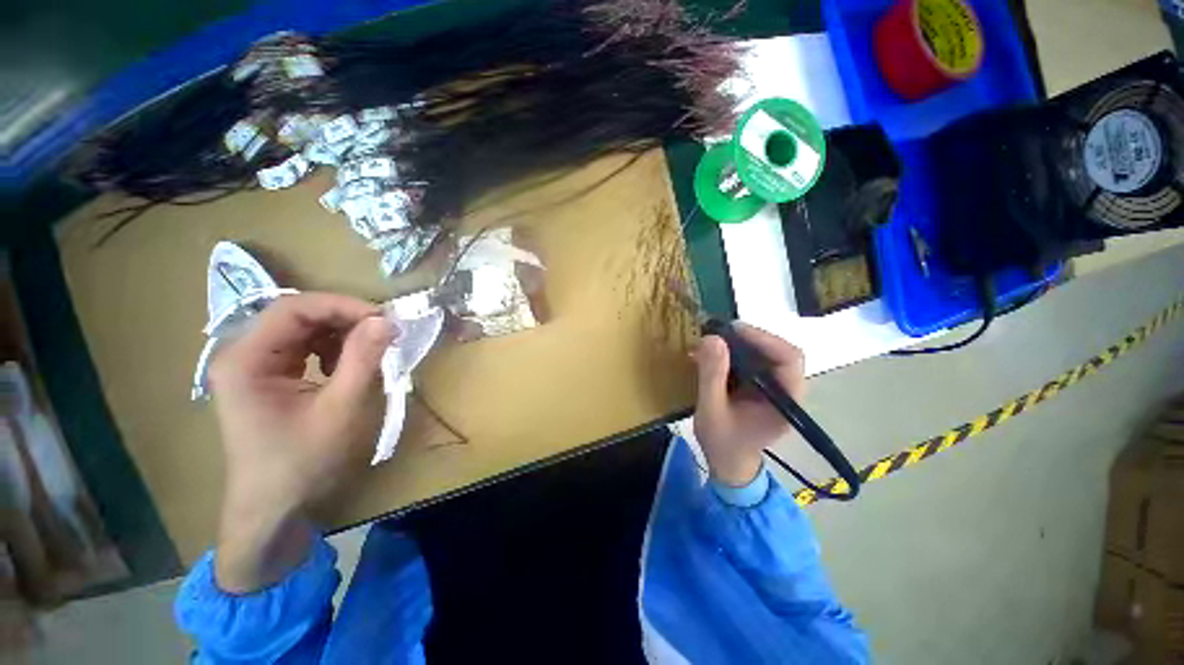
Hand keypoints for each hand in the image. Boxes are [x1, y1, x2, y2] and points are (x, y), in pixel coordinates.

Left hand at [208, 293, 393, 591]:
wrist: (275, 511)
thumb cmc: (304, 462)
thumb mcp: (341, 408)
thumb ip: (363, 359)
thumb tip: (387, 321)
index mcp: (246, 359)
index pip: (294, 308)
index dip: (342, 306)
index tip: (384, 320)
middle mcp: (241, 355)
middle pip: (297, 316)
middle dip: (345, 321)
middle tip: (384, 334)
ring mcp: (252, 368)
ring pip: (302, 331)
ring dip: (340, 336)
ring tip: (368, 354)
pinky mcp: (266, 379)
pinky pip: (302, 349)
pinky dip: (331, 352)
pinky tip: (346, 370)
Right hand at [692, 323, 805, 486]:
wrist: (727, 463)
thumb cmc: (722, 443)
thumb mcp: (711, 410)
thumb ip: (712, 376)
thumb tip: (712, 338)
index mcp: (785, 400)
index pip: (789, 358)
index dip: (764, 339)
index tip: (733, 330)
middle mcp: (786, 390)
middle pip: (778, 351)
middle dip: (748, 339)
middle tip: (717, 333)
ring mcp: (775, 387)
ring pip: (765, 354)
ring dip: (739, 344)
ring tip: (711, 343)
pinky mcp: (761, 386)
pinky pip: (753, 361)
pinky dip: (734, 353)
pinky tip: (713, 355)